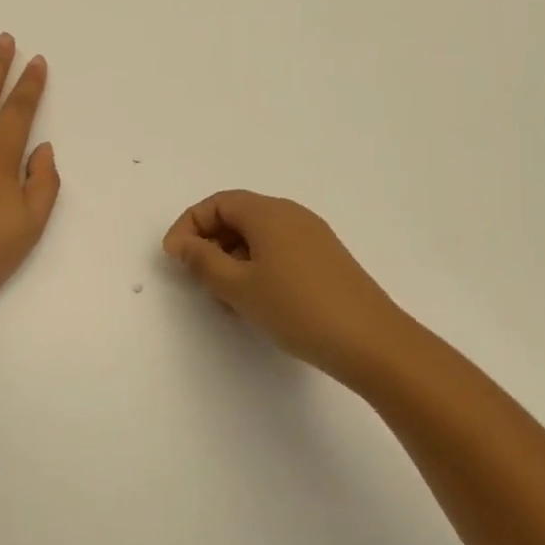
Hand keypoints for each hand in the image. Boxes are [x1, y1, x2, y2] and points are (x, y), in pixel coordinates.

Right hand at [163, 191, 408, 383]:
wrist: (370, 341)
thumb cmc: (296, 308)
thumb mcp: (238, 287)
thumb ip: (202, 261)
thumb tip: (182, 243)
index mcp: (268, 213)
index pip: (217, 204)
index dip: (188, 226)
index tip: (174, 258)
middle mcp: (291, 215)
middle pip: (237, 216)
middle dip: (210, 243)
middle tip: (197, 279)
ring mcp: (312, 237)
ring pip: (258, 237)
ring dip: (232, 259)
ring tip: (225, 297)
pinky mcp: (325, 259)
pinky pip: (278, 251)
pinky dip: (256, 267)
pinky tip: (256, 301)